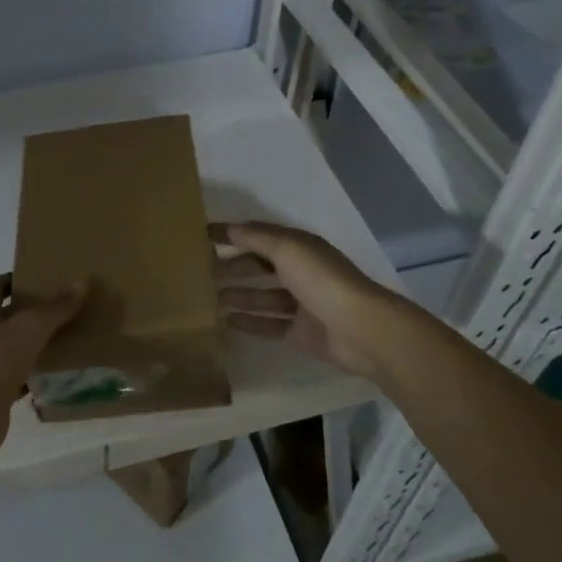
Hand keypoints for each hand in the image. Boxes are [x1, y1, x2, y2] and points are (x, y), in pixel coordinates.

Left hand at [0, 275, 85, 455]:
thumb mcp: (31, 327)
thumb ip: (57, 307)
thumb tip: (84, 282)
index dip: (14, 279)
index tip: (41, 278)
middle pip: (6, 316)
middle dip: (31, 311)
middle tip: (63, 306)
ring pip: (14, 347)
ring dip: (36, 343)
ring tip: (67, 337)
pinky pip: (19, 376)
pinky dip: (36, 374)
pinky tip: (59, 373)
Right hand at [211, 221, 411, 381]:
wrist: (361, 330)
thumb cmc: (323, 281)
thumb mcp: (288, 249)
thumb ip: (257, 238)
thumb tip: (230, 228)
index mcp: (299, 247)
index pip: (259, 236)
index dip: (232, 234)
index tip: (202, 234)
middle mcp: (300, 271)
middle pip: (259, 266)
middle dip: (232, 267)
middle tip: (200, 273)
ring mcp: (301, 303)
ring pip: (262, 296)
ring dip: (237, 295)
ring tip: (206, 299)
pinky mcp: (300, 332)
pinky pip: (268, 324)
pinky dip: (248, 322)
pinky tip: (224, 322)